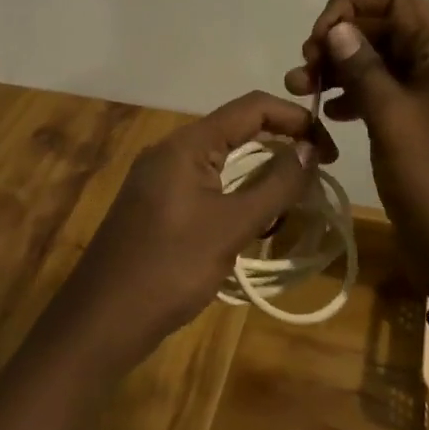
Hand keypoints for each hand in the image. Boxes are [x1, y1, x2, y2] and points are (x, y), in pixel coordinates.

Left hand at [63, 91, 336, 366]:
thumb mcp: (230, 227)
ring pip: (223, 158)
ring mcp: (161, 177)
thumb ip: (274, 186)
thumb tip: (308, 149)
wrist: (100, 322)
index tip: (328, 148)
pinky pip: (208, 183)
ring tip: (294, 197)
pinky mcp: (158, 205)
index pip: (251, 107)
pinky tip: (256, 218)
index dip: (294, 118)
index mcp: (187, 144)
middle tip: (318, 170)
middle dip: (281, 144)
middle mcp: (172, 150)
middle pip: (237, 129)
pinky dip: (238, 192)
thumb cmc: (168, 268)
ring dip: (261, 171)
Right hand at [285, 0, 428, 294]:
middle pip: (385, 27)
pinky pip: (384, 92)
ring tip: (302, 90)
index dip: (352, 4)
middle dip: (339, 39)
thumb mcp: (393, 119)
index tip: (319, 37)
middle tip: (304, 70)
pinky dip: (354, 95)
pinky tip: (328, 114)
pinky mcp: (422, 125)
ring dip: (340, 68)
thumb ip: (363, 67)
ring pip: (380, 61)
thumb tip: (337, 28)